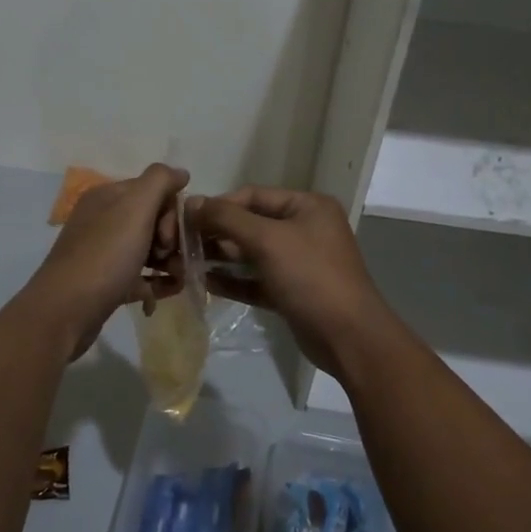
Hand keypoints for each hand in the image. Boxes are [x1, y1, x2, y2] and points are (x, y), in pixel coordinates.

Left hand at [25, 163, 189, 358]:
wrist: (65, 312)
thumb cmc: (104, 256)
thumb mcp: (134, 209)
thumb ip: (159, 181)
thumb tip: (180, 172)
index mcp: (108, 197)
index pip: (153, 190)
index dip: (171, 211)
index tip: (172, 235)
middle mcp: (104, 220)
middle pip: (152, 220)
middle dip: (171, 238)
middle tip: (172, 258)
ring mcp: (104, 253)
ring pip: (148, 249)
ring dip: (169, 261)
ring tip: (180, 278)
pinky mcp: (106, 283)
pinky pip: (140, 277)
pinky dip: (158, 281)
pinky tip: (172, 291)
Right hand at [191, 187, 393, 376]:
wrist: (347, 336)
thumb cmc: (310, 276)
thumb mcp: (268, 240)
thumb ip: (227, 219)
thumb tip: (192, 202)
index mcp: (307, 206)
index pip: (253, 195)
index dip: (219, 205)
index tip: (185, 218)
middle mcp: (305, 228)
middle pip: (251, 224)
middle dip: (218, 233)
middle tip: (182, 244)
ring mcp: (299, 262)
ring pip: (252, 254)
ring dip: (221, 257)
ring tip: (187, 263)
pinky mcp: (292, 291)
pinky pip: (257, 280)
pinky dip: (234, 281)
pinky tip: (206, 283)